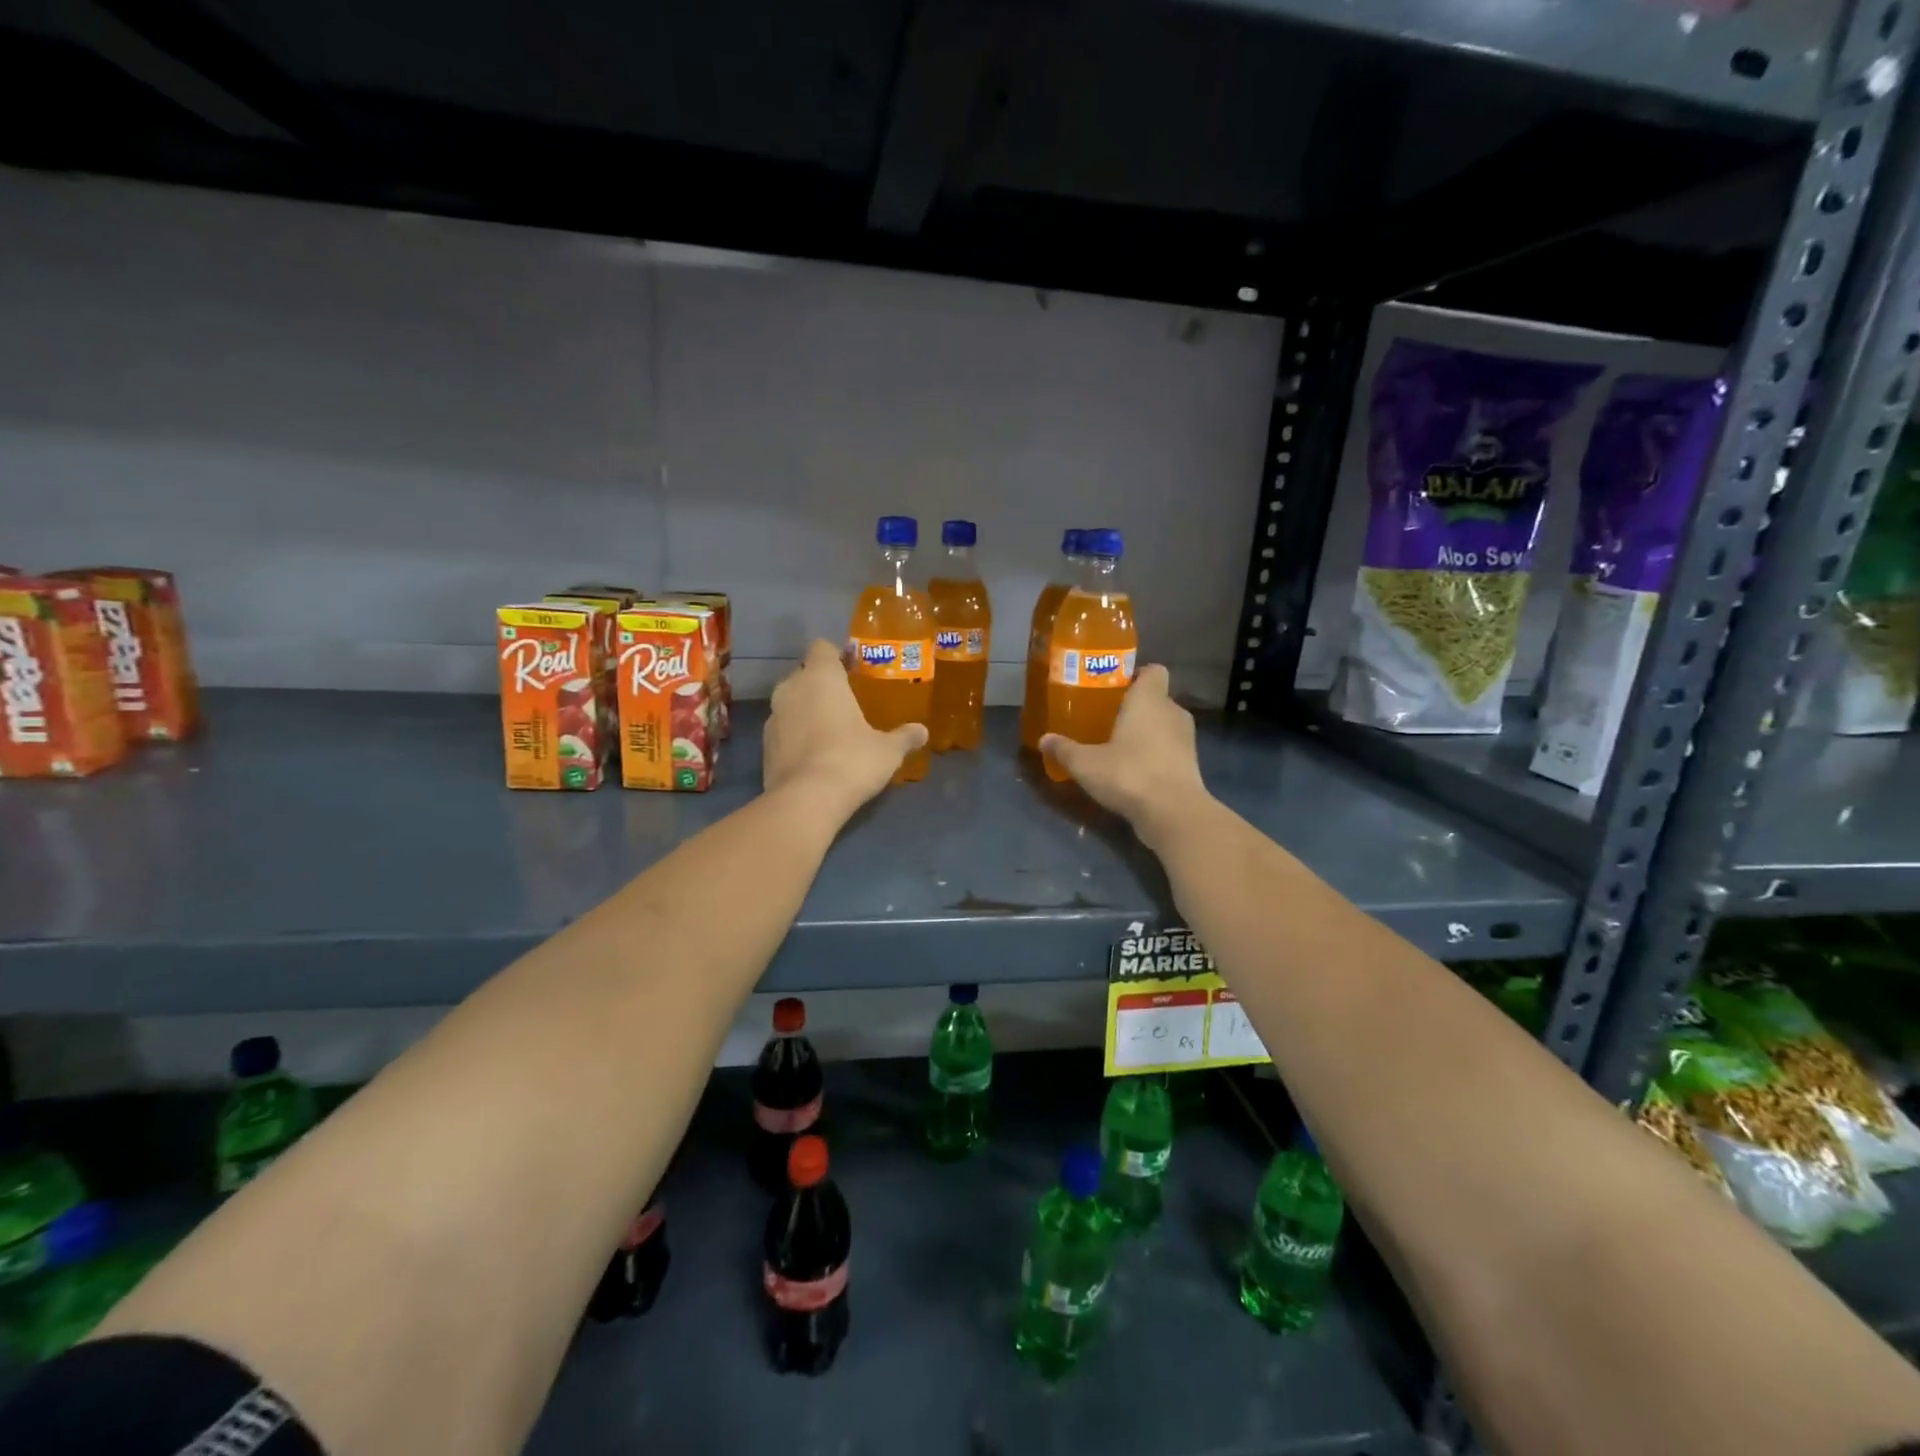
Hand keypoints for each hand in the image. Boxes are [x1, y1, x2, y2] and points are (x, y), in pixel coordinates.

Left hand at [764, 639, 926, 821]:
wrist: (806, 801)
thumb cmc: (851, 760)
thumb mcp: (888, 750)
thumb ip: (904, 737)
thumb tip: (922, 732)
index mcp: (821, 678)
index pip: (822, 648)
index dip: (836, 655)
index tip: (852, 669)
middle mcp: (791, 689)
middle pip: (804, 674)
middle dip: (821, 683)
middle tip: (846, 700)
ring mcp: (773, 718)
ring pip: (790, 702)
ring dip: (806, 710)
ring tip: (829, 729)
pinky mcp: (764, 746)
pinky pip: (783, 730)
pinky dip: (795, 735)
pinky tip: (814, 755)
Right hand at [1040, 665, 1209, 842]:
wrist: (1173, 813)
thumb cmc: (1129, 773)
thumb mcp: (1086, 764)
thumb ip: (1065, 749)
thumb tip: (1044, 740)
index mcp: (1149, 699)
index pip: (1153, 671)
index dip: (1137, 675)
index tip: (1115, 688)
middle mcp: (1172, 712)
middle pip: (1156, 699)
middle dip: (1135, 707)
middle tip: (1108, 719)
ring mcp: (1187, 739)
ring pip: (1165, 725)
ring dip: (1147, 733)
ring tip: (1119, 746)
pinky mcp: (1192, 765)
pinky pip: (1170, 750)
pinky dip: (1156, 755)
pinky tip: (1134, 771)